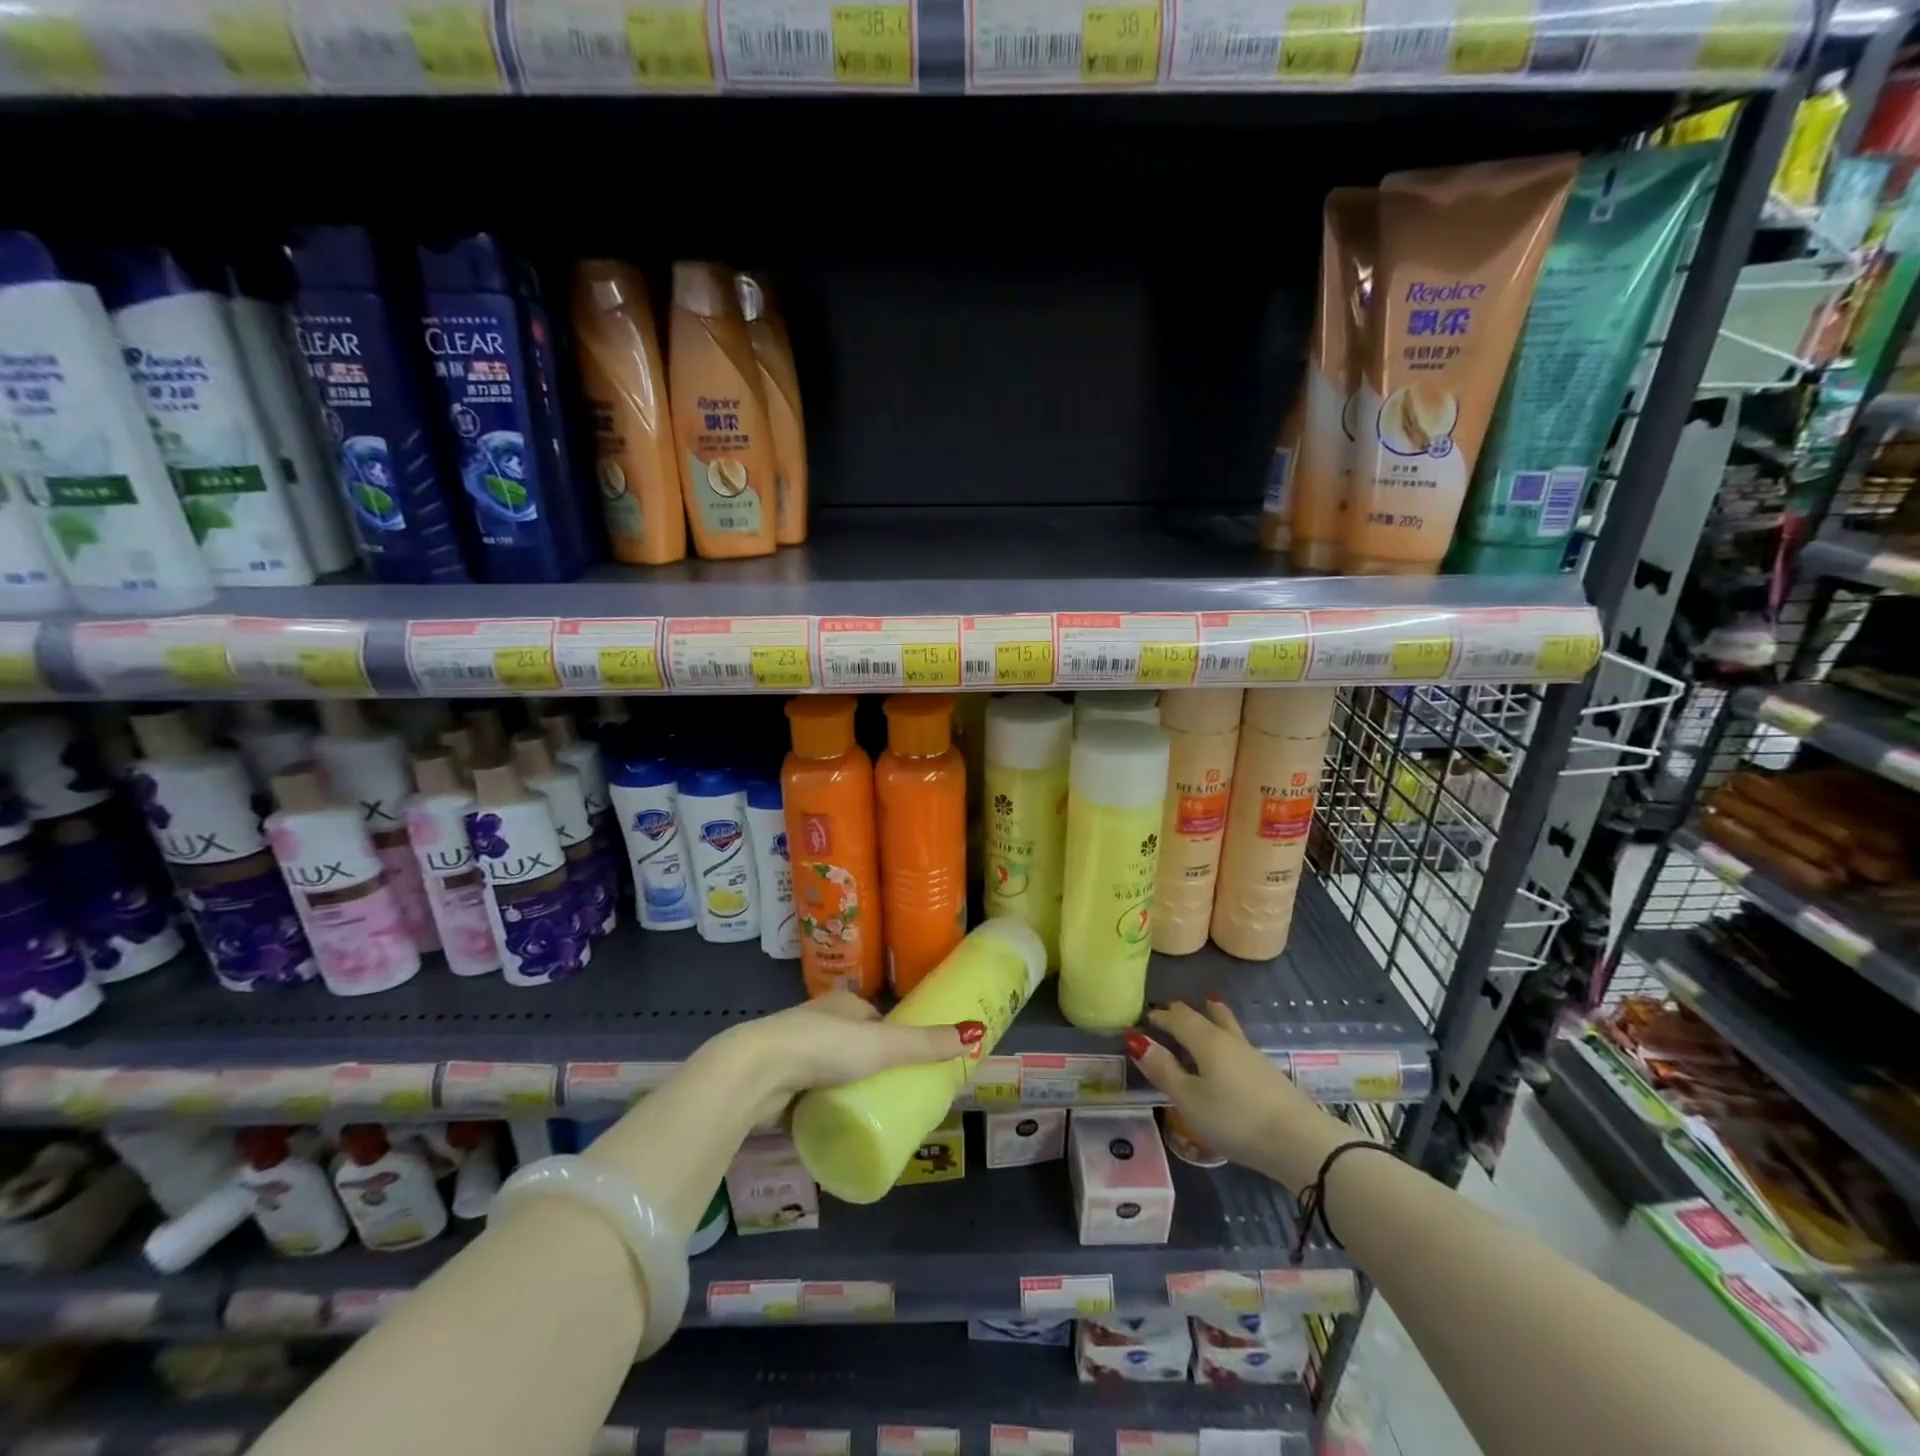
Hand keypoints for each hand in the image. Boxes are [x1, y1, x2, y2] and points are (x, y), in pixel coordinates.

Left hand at [714, 992, 985, 1123]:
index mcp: (841, 1004)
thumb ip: (925, 1044)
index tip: (910, 1069)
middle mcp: (816, 1022)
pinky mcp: (776, 1085)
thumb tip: (976, 1032)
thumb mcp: (883, 1045)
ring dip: (844, 1091)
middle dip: (869, 1070)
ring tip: (868, 1119)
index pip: (875, 1021)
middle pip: (853, 1047)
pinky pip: (807, 1098)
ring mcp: (793, 1054)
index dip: (893, 1041)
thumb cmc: (825, 1047)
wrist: (758, 1072)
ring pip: (828, 1073)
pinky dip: (820, 1109)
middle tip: (894, 1101)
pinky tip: (834, 1128)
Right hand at [1127, 998, 1354, 1188]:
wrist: (1300, 1142)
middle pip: (1205, 1016)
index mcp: (1206, 1041)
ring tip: (1209, 1004)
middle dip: (1184, 1012)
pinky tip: (1231, 1049)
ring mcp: (1253, 1056)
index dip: (1160, 1017)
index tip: (1144, 1018)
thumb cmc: (1235, 1120)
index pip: (1178, 1018)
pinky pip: (1239, 1043)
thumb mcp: (1189, 1100)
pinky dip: (1227, 1036)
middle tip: (1169, 1010)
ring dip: (1212, 1016)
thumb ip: (1164, 1070)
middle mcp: (1229, 1040)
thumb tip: (1137, 1040)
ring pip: (1227, 1026)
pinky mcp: (1268, 1074)